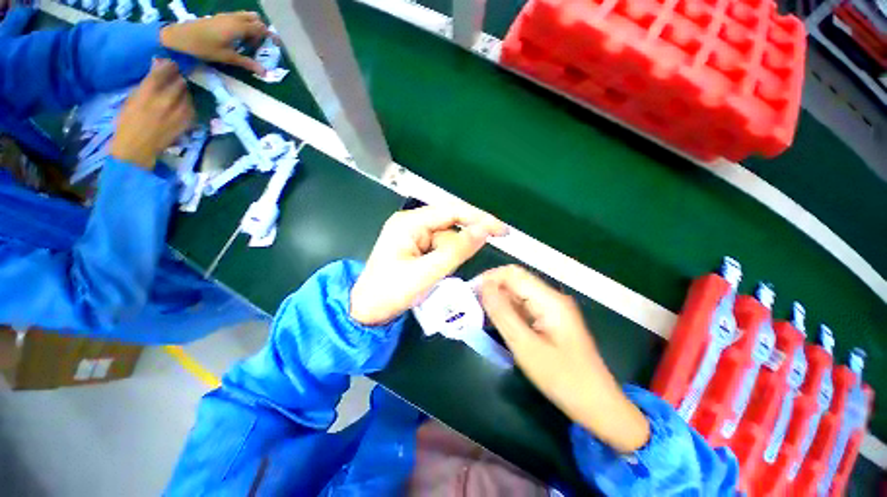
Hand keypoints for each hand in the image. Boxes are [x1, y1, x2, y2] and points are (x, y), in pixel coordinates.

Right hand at [111, 60, 193, 169]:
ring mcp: (180, 111)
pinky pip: (191, 105)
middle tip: (173, 76)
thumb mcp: (133, 97)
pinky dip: (186, 101)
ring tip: (175, 91)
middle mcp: (167, 99)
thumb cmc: (128, 121)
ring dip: (182, 89)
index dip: (168, 65)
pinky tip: (180, 103)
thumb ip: (148, 82)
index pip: (164, 71)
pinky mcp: (188, 121)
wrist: (138, 147)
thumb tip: (158, 64)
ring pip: (187, 92)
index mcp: (149, 91)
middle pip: (179, 81)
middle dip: (176, 76)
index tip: (169, 63)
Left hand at [160, 12, 273, 74]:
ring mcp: (227, 16)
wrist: (180, 36)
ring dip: (253, 27)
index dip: (270, 37)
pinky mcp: (220, 17)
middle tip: (260, 46)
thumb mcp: (227, 57)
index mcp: (239, 27)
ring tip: (250, 42)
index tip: (276, 45)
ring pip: (247, 17)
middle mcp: (235, 19)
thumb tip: (265, 73)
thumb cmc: (204, 47)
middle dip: (262, 31)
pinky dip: (244, 25)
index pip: (261, 29)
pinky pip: (238, 17)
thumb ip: (247, 63)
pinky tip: (239, 37)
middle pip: (256, 20)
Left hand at [350, 206, 507, 326]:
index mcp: (409, 223)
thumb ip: (457, 251)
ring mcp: (412, 234)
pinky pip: (438, 247)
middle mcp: (411, 223)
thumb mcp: (426, 273)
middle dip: (460, 245)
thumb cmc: (390, 292)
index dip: (480, 218)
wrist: (366, 312)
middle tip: (461, 264)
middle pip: (449, 226)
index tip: (503, 230)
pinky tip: (435, 273)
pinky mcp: (414, 246)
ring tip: (434, 276)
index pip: (452, 212)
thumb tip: (484, 230)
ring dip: (450, 257)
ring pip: (445, 239)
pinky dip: (444, 259)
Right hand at [479, 265, 649, 453]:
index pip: (513, 274)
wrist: (597, 405)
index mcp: (549, 299)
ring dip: (498, 301)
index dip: (489, 278)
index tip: (470, 292)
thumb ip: (502, 313)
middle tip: (471, 305)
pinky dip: (508, 311)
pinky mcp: (550, 320)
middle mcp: (551, 297)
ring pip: (518, 294)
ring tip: (479, 314)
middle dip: (492, 289)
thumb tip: (483, 286)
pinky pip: (524, 307)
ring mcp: (552, 308)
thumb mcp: (526, 346)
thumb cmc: (563, 378)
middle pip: (515, 282)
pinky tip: (496, 322)